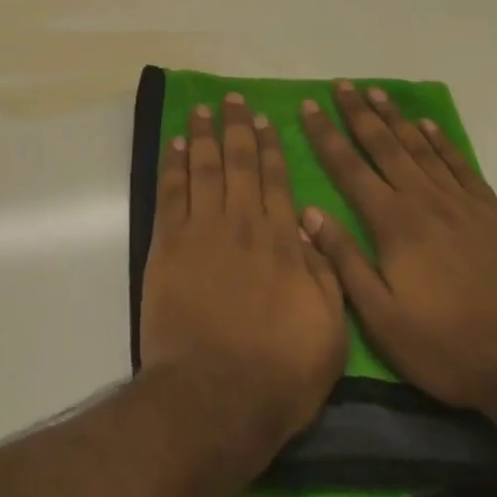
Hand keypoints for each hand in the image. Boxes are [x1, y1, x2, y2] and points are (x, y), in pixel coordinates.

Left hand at [139, 95, 347, 440]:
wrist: (215, 396)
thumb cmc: (279, 372)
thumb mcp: (329, 331)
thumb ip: (324, 273)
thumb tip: (311, 227)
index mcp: (282, 241)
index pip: (276, 180)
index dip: (270, 147)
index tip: (265, 120)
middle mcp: (242, 223)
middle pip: (238, 162)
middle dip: (237, 127)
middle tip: (233, 100)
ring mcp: (201, 230)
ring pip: (203, 167)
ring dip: (204, 134)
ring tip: (203, 108)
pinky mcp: (168, 243)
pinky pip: (171, 192)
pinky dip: (174, 165)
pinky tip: (176, 144)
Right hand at [298, 82, 496, 413]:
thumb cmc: (447, 347)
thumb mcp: (382, 318)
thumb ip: (345, 261)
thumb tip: (308, 212)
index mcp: (393, 224)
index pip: (349, 168)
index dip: (326, 135)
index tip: (309, 106)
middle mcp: (424, 201)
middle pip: (384, 146)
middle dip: (358, 113)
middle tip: (341, 85)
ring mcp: (462, 204)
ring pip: (420, 148)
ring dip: (395, 118)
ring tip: (376, 92)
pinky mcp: (493, 214)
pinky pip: (461, 166)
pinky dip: (442, 142)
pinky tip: (428, 125)